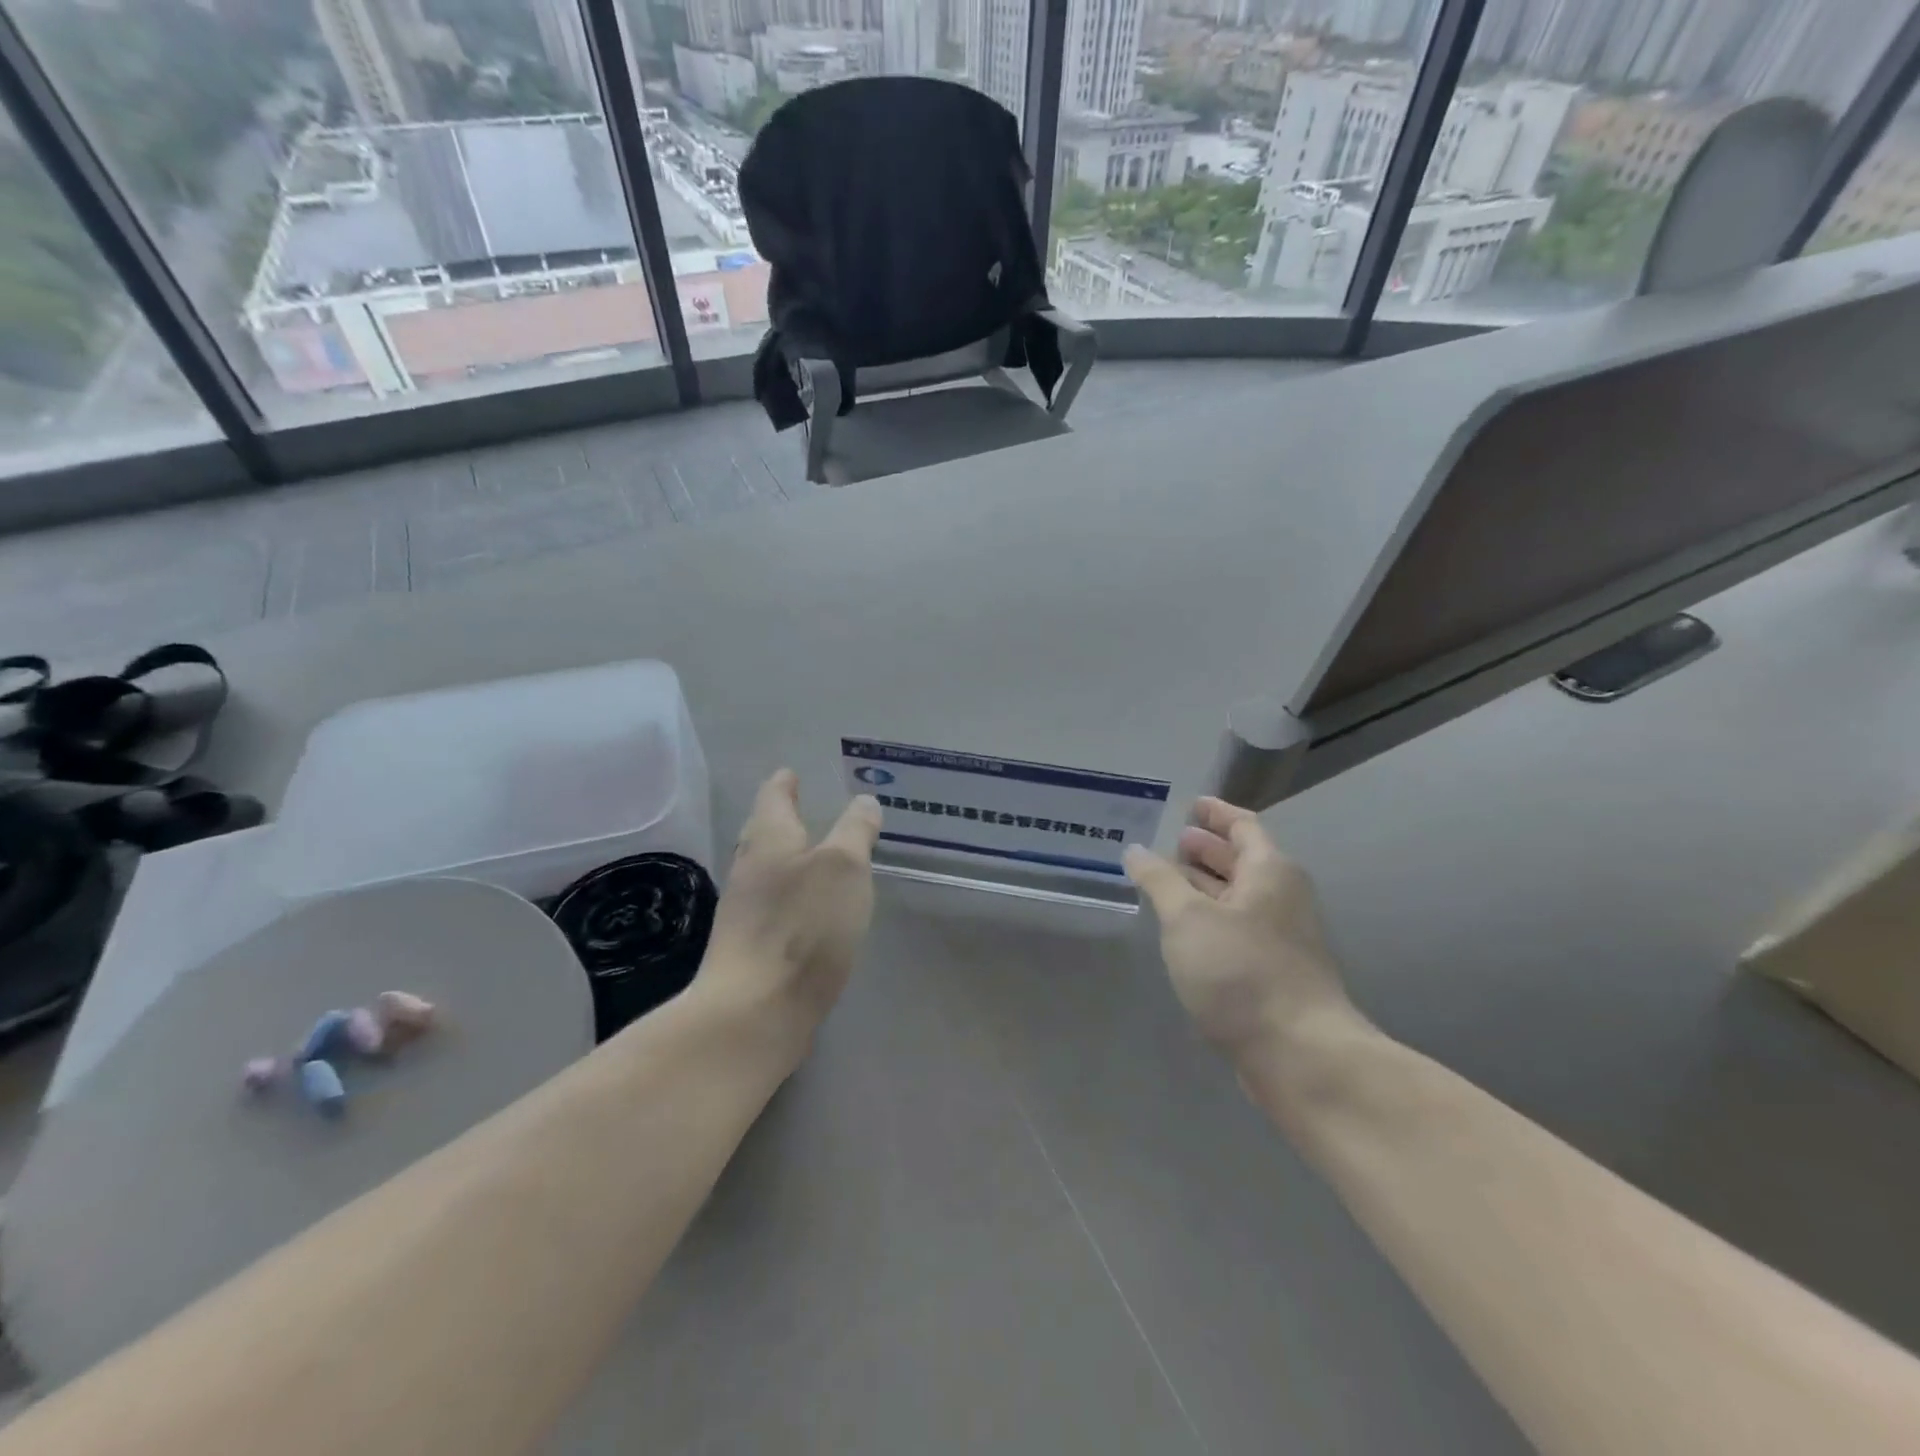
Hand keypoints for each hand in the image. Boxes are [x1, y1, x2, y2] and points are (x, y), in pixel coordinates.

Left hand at [701, 770, 882, 1050]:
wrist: (754, 1011)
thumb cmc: (803, 926)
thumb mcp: (844, 867)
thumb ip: (855, 831)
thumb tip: (863, 801)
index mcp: (769, 838)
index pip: (773, 796)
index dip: (785, 782)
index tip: (793, 773)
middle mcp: (749, 868)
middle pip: (764, 831)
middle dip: (783, 817)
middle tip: (805, 806)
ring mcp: (745, 910)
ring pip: (766, 869)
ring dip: (787, 856)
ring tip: (814, 854)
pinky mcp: (750, 947)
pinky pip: (772, 904)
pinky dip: (790, 893)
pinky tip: (808, 907)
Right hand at [1125, 797, 1355, 1057]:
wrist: (1299, 1054)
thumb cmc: (1241, 971)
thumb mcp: (1188, 918)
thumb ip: (1159, 880)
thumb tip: (1137, 851)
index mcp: (1270, 871)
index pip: (1243, 825)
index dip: (1216, 813)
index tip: (1190, 804)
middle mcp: (1281, 897)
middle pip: (1242, 860)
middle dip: (1206, 849)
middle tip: (1169, 842)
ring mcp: (1281, 937)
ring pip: (1238, 897)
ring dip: (1204, 885)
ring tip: (1165, 882)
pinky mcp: (1274, 972)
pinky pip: (1237, 928)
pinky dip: (1210, 918)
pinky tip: (1182, 930)